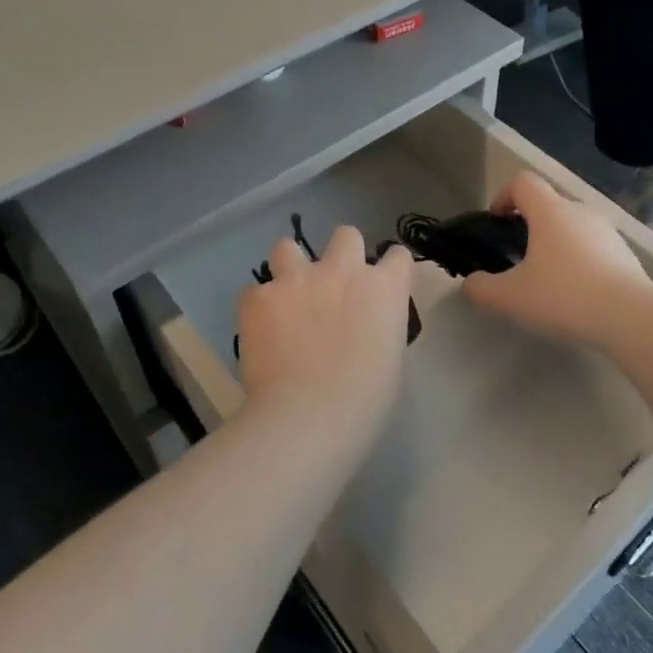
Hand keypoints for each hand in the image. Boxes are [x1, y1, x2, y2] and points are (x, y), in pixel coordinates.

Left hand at [235, 226, 413, 431]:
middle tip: (333, 285)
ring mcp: (297, 278)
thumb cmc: (364, 401)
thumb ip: (380, 326)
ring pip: (288, 247)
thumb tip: (365, 325)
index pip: (397, 255)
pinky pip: (255, 291)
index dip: (389, 268)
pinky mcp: (259, 296)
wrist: (308, 417)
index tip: (381, 285)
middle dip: (341, 254)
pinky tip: (260, 333)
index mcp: (383, 288)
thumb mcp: (391, 359)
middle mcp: (343, 270)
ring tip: (286, 297)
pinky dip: (259, 307)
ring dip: (290, 268)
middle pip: (346, 235)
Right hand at [462, 172, 652, 350]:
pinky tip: (576, 293)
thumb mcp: (511, 297)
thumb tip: (470, 283)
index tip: (497, 220)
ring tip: (547, 278)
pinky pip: (593, 246)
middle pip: (548, 204)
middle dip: (529, 223)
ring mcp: (607, 231)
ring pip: (572, 226)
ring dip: (556, 243)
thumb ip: (481, 288)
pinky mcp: (625, 253)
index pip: (523, 182)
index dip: (504, 195)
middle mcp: (580, 211)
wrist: (631, 317)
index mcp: (550, 211)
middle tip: (518, 256)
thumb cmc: (564, 296)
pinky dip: (579, 260)